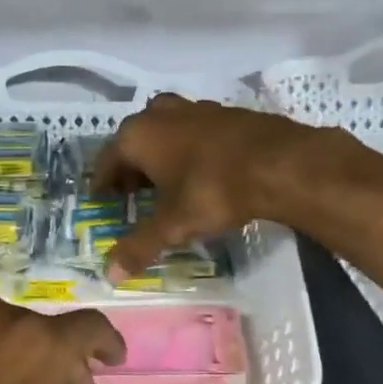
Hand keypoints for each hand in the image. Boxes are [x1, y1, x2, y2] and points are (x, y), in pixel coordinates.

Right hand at [92, 94, 324, 281]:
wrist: (279, 162)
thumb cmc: (213, 190)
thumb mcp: (173, 225)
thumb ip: (140, 247)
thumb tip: (110, 276)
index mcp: (137, 135)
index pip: (106, 160)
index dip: (103, 183)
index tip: (104, 201)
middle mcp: (159, 114)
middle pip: (134, 142)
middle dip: (131, 168)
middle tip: (134, 196)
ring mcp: (194, 108)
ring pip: (165, 131)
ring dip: (160, 155)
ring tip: (167, 184)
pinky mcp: (224, 111)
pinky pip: (193, 130)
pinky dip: (188, 149)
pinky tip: (202, 171)